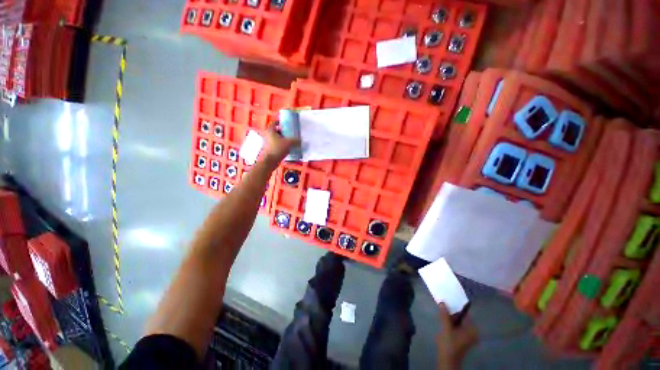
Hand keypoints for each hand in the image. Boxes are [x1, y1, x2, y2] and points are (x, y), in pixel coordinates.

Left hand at [261, 122, 299, 169]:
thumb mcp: (289, 143)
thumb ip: (296, 141)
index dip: (280, 121)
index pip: (274, 122)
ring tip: (290, 141)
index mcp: (270, 130)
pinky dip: (281, 145)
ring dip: (282, 139)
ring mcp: (267, 143)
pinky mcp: (269, 149)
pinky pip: (276, 145)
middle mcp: (267, 135)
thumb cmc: (277, 149)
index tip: (286, 123)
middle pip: (276, 131)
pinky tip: (287, 148)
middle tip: (290, 133)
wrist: (269, 161)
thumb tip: (301, 140)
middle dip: (283, 131)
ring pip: (276, 138)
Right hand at [437, 303, 477, 369]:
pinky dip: (452, 323)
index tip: (448, 299)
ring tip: (442, 311)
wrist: (447, 360)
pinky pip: (458, 326)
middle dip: (453, 312)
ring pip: (459, 322)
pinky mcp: (463, 339)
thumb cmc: (449, 344)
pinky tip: (445, 320)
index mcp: (472, 329)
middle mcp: (473, 332)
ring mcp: (469, 336)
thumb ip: (445, 315)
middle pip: (462, 317)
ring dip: (451, 317)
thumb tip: (442, 302)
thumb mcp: (446, 328)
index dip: (456, 306)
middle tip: (443, 304)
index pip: (465, 313)